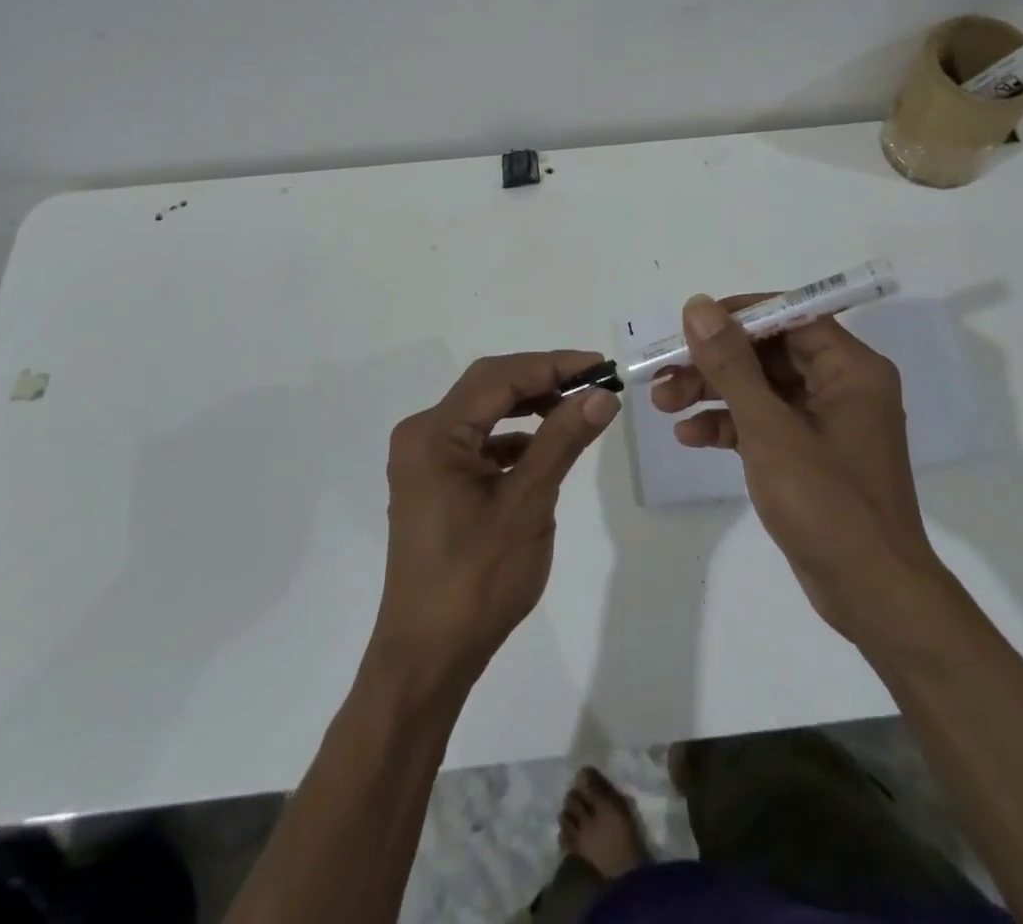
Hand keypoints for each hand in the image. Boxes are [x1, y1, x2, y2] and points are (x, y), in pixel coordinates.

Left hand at [372, 351, 619, 686]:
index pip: (500, 377)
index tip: (601, 365)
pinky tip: (543, 450)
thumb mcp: (527, 504)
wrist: (428, 657)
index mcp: (434, 433)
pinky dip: (513, 438)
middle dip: (542, 380)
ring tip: (576, 409)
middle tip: (594, 383)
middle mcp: (421, 435)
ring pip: (484, 413)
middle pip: (489, 388)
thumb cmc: (477, 579)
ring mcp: (423, 460)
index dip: (553, 365)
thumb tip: (601, 394)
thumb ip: (563, 440)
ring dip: (529, 407)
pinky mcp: (433, 482)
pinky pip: (477, 442)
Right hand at [652, 295, 939, 646]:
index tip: (690, 325)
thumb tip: (699, 307)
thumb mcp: (770, 429)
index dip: (737, 316)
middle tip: (664, 372)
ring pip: (760, 389)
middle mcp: (841, 386)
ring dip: (712, 393)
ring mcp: (824, 422)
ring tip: (664, 404)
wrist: (871, 596)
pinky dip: (728, 426)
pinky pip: (764, 423)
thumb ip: (731, 365)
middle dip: (714, 362)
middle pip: (768, 353)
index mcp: (850, 369)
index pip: (789, 316)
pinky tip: (690, 436)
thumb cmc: (827, 503)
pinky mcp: (808, 454)